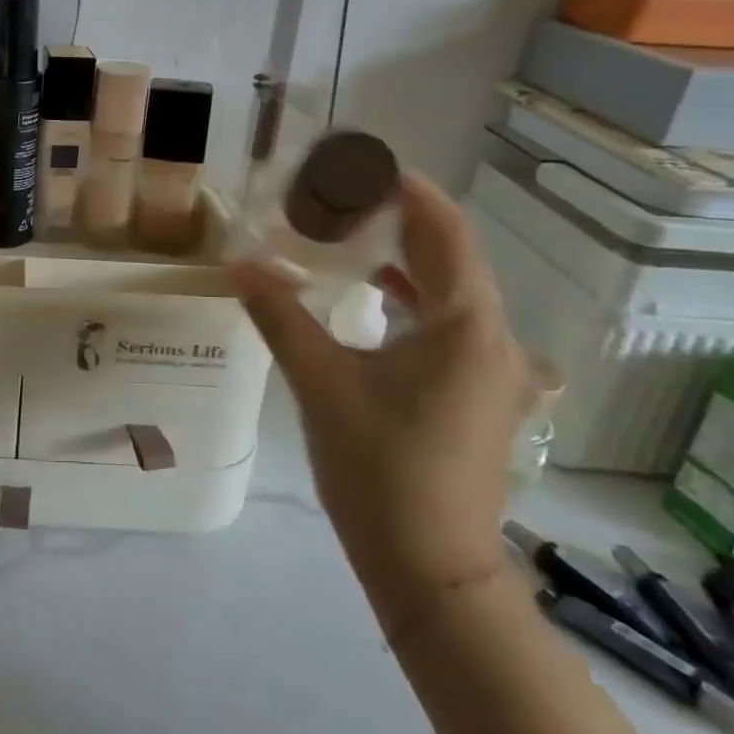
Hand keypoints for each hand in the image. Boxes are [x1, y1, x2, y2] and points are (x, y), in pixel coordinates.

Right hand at [229, 172, 533, 626]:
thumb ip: (280, 316)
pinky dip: (413, 297)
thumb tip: (237, 264)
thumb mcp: (321, 383)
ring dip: (405, 258)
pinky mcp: (481, 393)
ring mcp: (496, 370)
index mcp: (467, 326)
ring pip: (453, 291)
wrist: (431, 569)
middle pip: (451, 255)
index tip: (357, 165)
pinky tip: (374, 296)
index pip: (443, 230)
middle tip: (339, 196)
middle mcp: (496, 339)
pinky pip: (451, 323)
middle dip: (398, 219)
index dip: (404, 189)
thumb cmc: (380, 468)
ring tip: (350, 235)